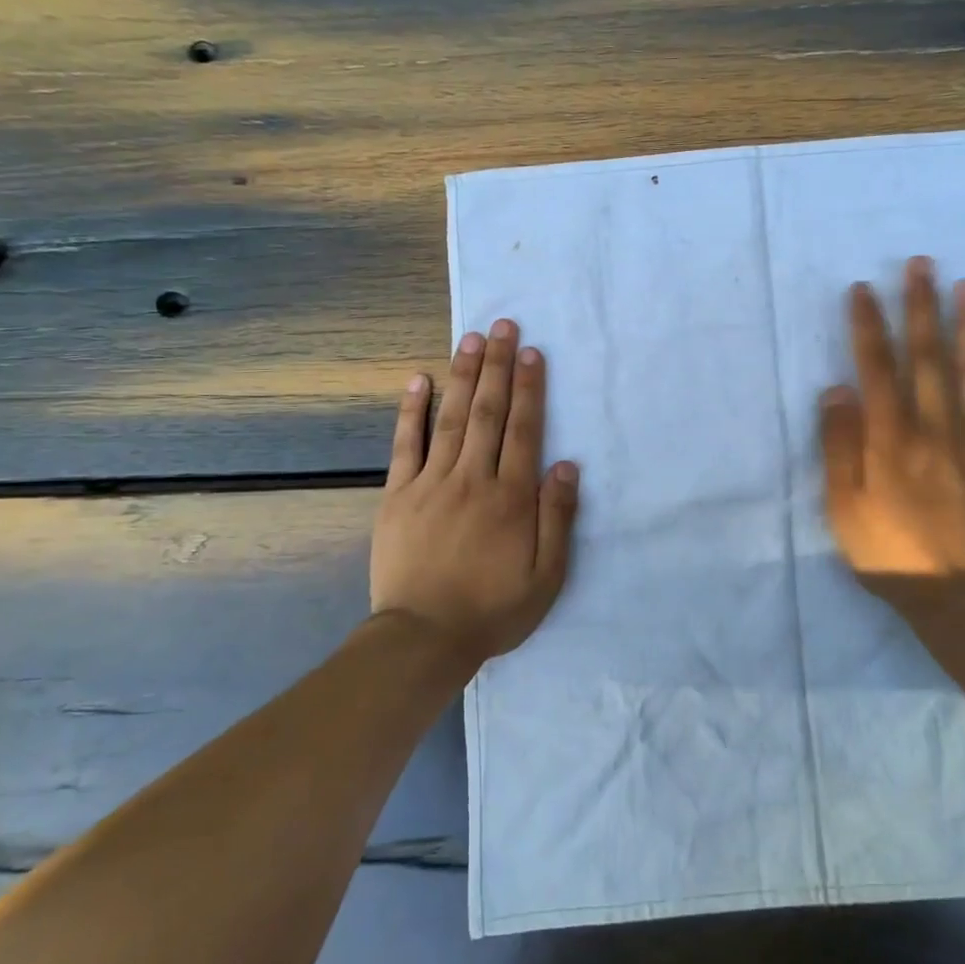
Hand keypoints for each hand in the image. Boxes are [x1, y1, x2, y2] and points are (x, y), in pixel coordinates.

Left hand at [371, 319, 579, 666]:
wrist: (424, 638)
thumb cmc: (493, 609)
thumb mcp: (546, 576)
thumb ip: (558, 518)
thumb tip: (566, 465)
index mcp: (511, 497)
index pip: (524, 430)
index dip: (530, 388)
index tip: (531, 352)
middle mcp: (473, 479)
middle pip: (489, 413)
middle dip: (498, 366)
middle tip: (502, 325)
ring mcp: (431, 483)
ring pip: (451, 419)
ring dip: (463, 376)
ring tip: (471, 339)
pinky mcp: (398, 496)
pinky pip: (405, 445)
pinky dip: (412, 411)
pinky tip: (419, 381)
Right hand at [819, 257, 964, 629]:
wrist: (962, 595)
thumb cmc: (891, 553)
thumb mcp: (845, 509)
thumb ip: (840, 447)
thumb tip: (836, 390)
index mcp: (892, 439)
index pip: (877, 368)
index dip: (869, 326)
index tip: (862, 289)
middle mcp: (935, 426)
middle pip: (928, 356)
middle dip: (921, 306)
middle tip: (921, 263)